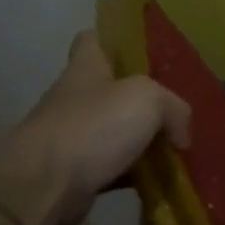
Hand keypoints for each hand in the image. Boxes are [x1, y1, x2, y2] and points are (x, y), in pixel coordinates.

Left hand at [0, 30, 191, 224]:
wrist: (45, 185)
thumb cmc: (94, 126)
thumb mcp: (149, 100)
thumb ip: (175, 108)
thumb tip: (180, 136)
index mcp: (86, 68)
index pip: (94, 39)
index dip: (117, 40)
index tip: (146, 52)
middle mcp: (76, 98)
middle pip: (113, 89)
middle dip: (144, 99)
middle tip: (178, 108)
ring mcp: (74, 136)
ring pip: (117, 130)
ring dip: (144, 139)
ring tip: (178, 146)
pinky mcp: (77, 171)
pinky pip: (116, 166)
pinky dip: (137, 171)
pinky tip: (162, 177)